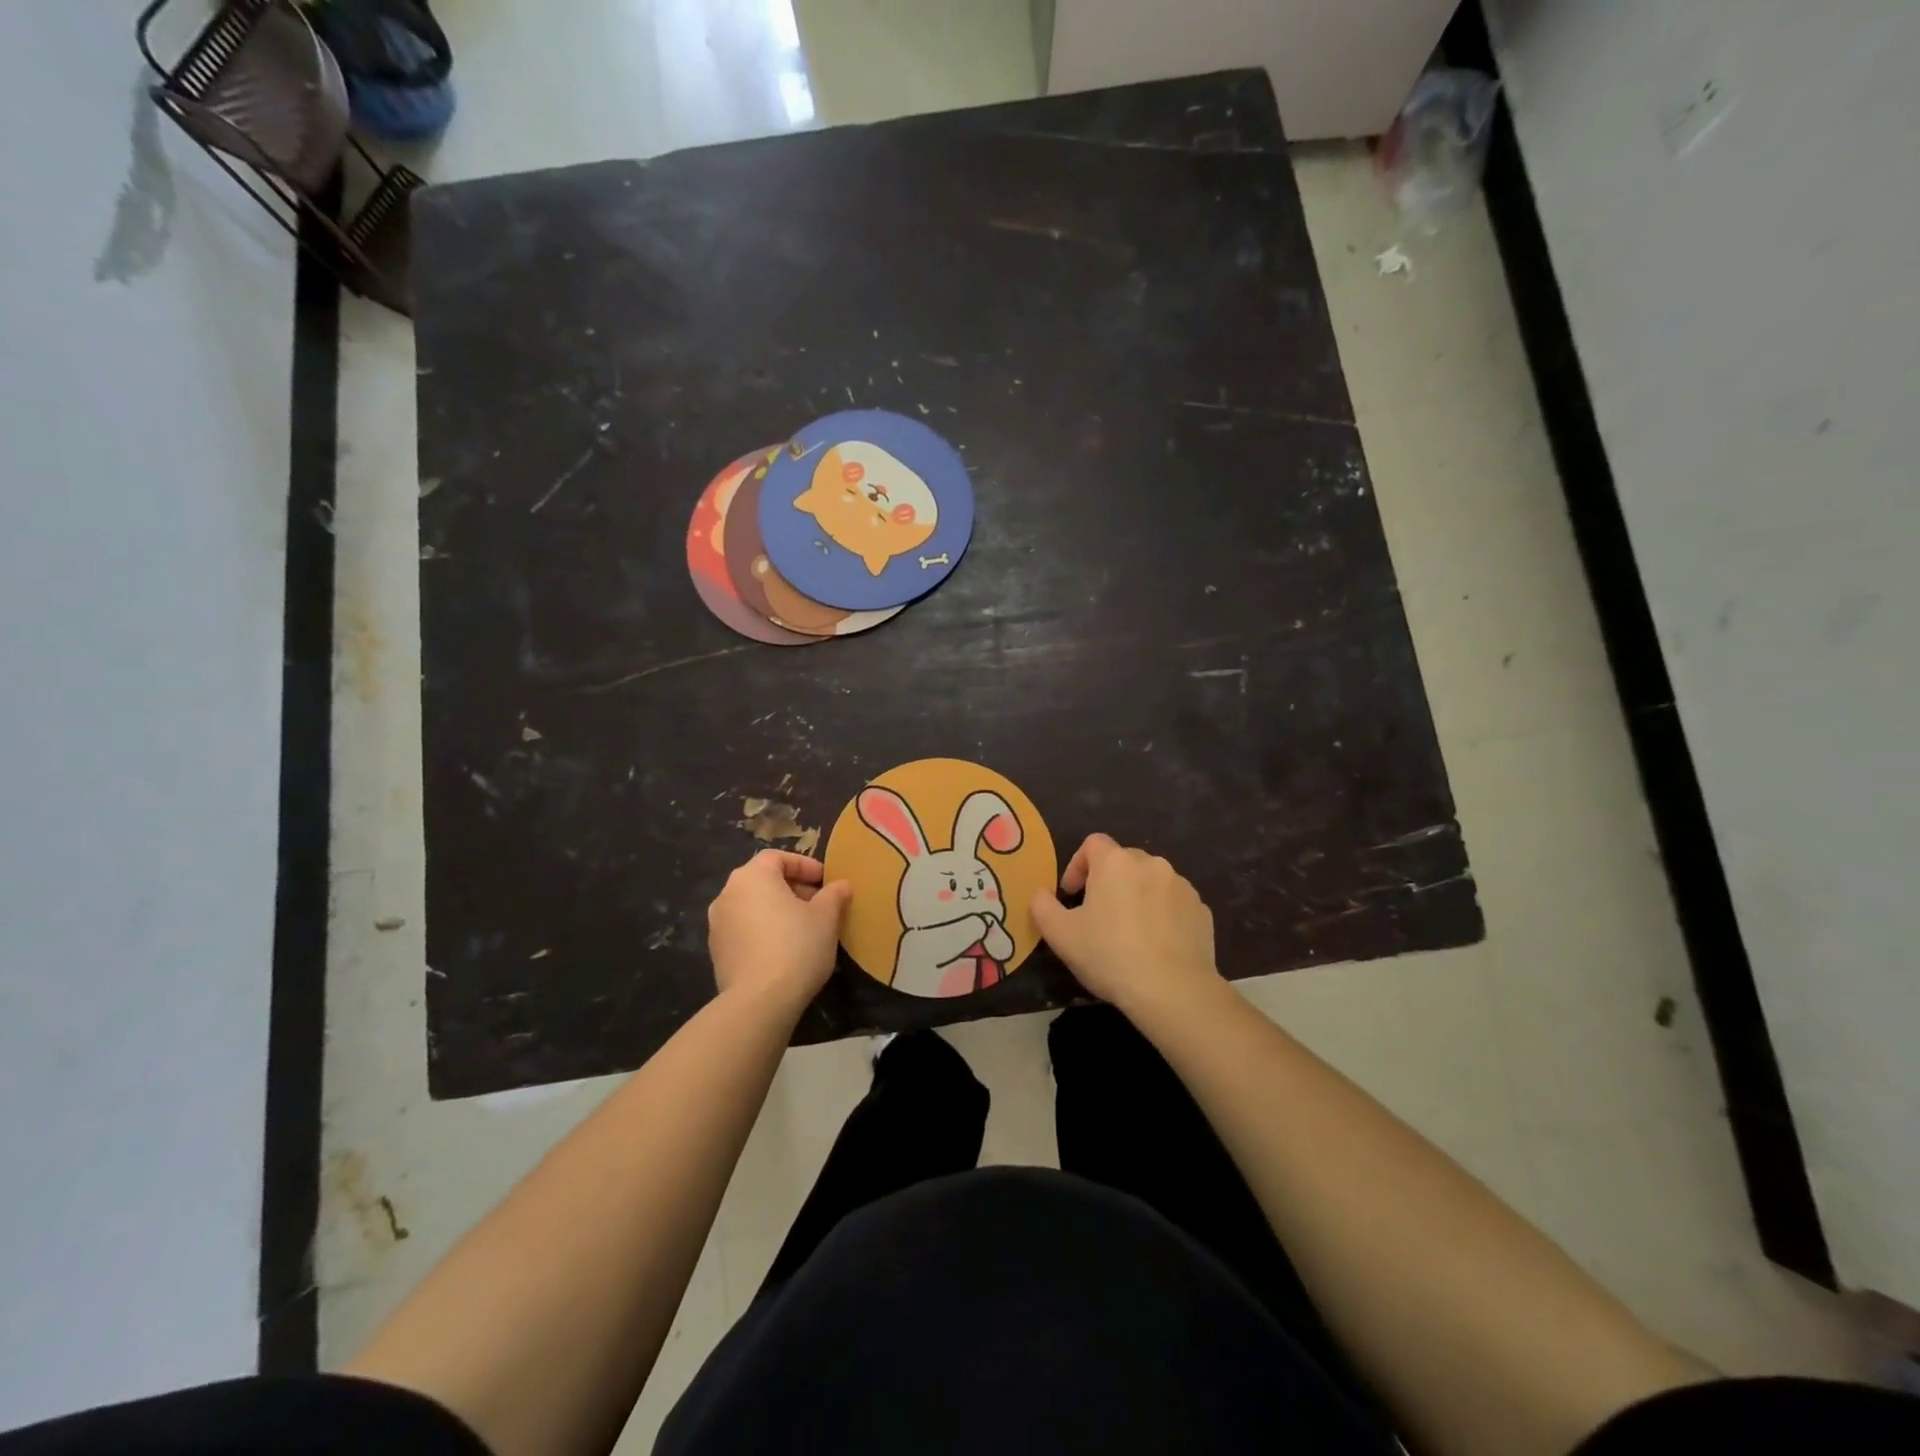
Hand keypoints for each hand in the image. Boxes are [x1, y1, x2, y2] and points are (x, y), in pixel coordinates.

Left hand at [707, 850, 849, 1009]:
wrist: (760, 1000)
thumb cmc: (797, 946)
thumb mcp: (826, 917)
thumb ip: (834, 894)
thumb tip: (840, 885)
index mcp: (752, 876)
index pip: (778, 858)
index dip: (805, 866)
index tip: (825, 881)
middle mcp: (728, 894)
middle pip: (763, 881)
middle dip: (792, 889)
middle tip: (819, 905)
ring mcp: (717, 924)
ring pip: (753, 907)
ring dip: (777, 911)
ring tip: (804, 929)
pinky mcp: (716, 952)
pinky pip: (744, 930)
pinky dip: (763, 931)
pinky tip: (784, 951)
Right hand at [1030, 834, 1218, 1012]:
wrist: (1173, 990)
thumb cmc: (1109, 956)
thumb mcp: (1060, 935)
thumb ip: (1042, 906)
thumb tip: (1041, 894)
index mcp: (1115, 863)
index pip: (1092, 844)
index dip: (1078, 865)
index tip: (1072, 895)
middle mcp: (1151, 864)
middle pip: (1123, 861)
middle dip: (1108, 881)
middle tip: (1098, 915)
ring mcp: (1181, 886)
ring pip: (1151, 881)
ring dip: (1137, 896)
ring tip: (1129, 933)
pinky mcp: (1202, 910)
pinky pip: (1174, 904)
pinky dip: (1163, 915)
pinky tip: (1156, 945)